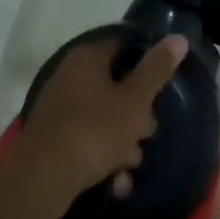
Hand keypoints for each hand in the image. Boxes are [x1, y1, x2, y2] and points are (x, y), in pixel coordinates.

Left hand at [16, 34, 188, 204]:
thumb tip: (178, 37)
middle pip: (114, 85)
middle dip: (136, 113)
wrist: (41, 179)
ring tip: (132, 165)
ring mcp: (59, 107)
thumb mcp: (134, 101)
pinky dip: (103, 156)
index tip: (163, 84)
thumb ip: (156, 70)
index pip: (123, 45)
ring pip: (102, 116)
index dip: (146, 61)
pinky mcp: (53, 137)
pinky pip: (87, 139)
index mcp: (87, 57)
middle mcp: (69, 75)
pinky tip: (117, 182)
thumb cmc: (93, 131)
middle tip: (148, 133)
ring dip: (122, 141)